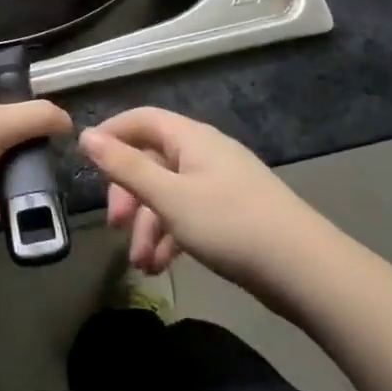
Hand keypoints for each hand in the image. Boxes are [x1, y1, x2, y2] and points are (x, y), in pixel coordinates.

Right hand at [78, 107, 306, 283]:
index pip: (142, 120)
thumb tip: (86, 135)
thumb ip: (125, 167)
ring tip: (140, 264)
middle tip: (116, 226)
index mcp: (191, 138)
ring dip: (149, 225)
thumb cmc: (230, 224)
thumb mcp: (169, 197)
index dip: (112, 133)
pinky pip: (190, 215)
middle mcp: (205, 153)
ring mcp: (221, 184)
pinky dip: (172, 236)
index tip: (85, 159)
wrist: (306, 270)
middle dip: (129, 194)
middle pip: (153, 161)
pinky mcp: (233, 214)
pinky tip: (162, 268)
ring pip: (169, 194)